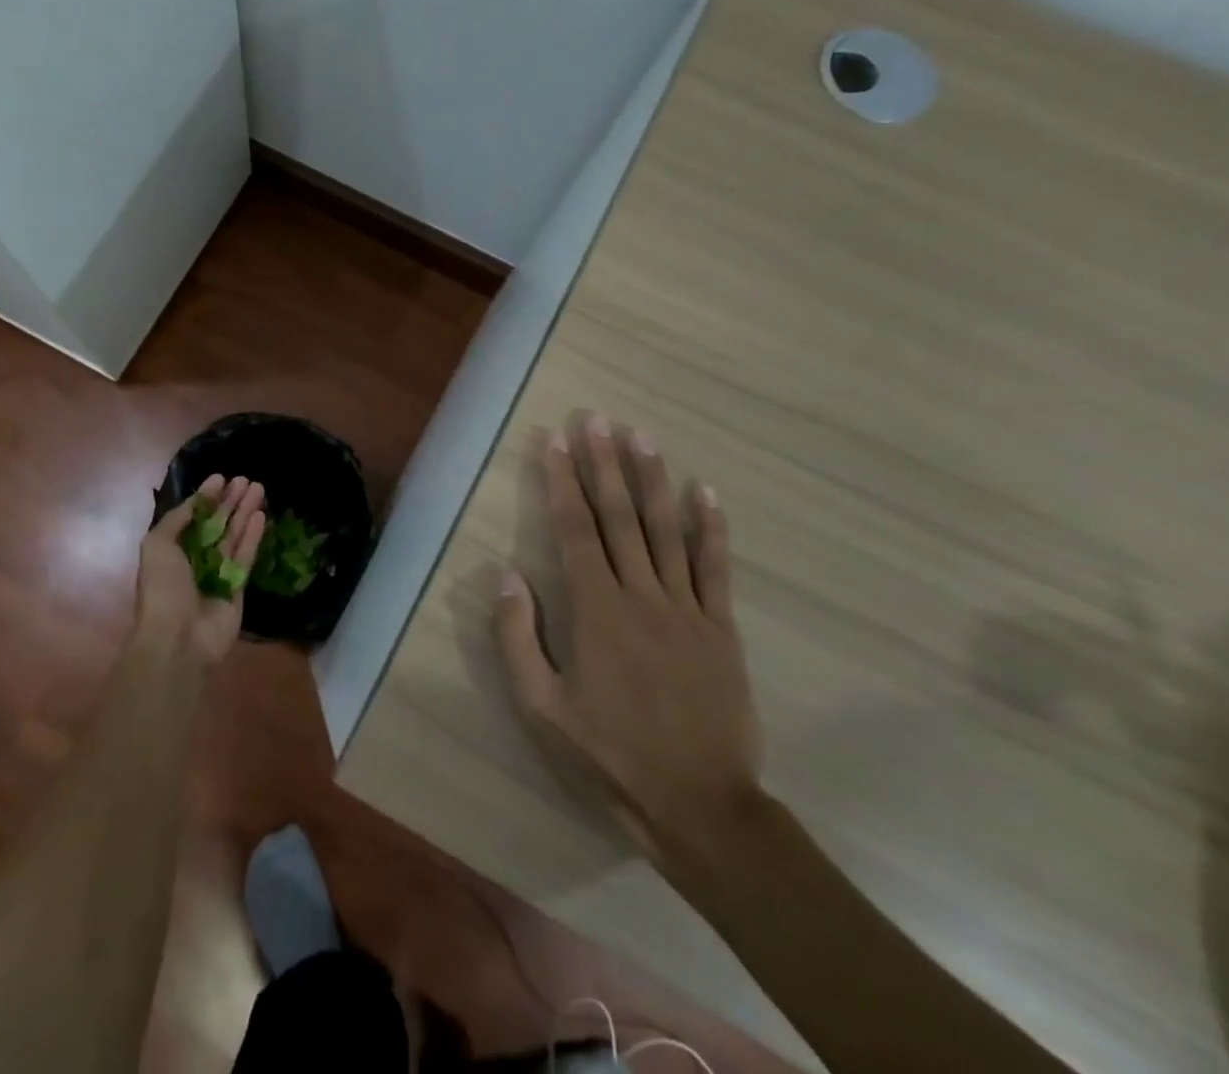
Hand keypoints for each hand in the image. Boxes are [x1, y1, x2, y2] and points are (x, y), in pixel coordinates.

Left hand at [137, 474, 265, 665]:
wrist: (177, 639)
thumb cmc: (162, 588)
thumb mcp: (157, 545)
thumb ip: (177, 520)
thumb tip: (195, 501)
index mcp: (171, 550)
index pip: (192, 517)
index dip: (206, 497)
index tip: (221, 477)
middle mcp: (194, 560)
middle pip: (216, 524)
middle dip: (229, 501)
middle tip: (246, 479)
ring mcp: (217, 574)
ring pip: (233, 536)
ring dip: (245, 512)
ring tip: (259, 488)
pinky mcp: (237, 588)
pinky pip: (245, 557)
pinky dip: (253, 536)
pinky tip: (261, 515)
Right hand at [494, 417, 763, 872]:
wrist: (700, 808)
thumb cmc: (609, 757)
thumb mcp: (542, 709)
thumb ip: (519, 639)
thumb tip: (508, 576)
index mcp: (596, 612)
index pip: (575, 530)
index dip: (563, 481)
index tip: (556, 441)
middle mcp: (641, 596)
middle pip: (620, 517)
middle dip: (604, 464)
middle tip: (597, 419)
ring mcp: (687, 609)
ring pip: (667, 531)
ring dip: (652, 479)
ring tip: (642, 437)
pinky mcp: (721, 629)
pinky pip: (716, 568)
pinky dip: (711, 527)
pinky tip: (705, 491)